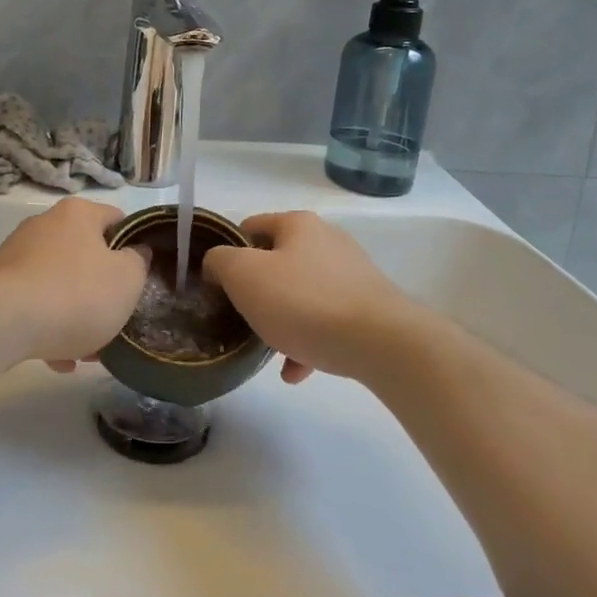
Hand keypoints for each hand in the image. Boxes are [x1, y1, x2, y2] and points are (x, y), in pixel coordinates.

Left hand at [0, 197, 148, 365]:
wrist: (2, 322)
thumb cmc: (75, 294)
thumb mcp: (127, 279)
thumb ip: (138, 262)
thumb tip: (134, 253)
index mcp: (78, 213)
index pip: (117, 220)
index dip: (134, 247)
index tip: (142, 278)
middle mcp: (45, 225)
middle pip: (87, 256)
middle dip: (102, 291)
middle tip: (116, 320)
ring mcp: (17, 255)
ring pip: (60, 284)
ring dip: (76, 316)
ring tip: (88, 353)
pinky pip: (35, 305)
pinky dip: (49, 328)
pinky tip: (58, 359)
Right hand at [202, 211, 421, 383]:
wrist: (381, 342)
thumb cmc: (304, 302)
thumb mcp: (244, 276)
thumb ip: (219, 262)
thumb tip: (216, 264)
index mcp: (297, 225)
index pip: (250, 226)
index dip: (227, 252)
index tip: (215, 285)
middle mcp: (326, 241)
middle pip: (276, 262)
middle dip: (256, 291)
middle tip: (240, 318)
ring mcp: (351, 274)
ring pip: (301, 294)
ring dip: (280, 319)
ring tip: (266, 350)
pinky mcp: (368, 308)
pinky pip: (326, 321)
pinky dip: (307, 341)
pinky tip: (295, 371)